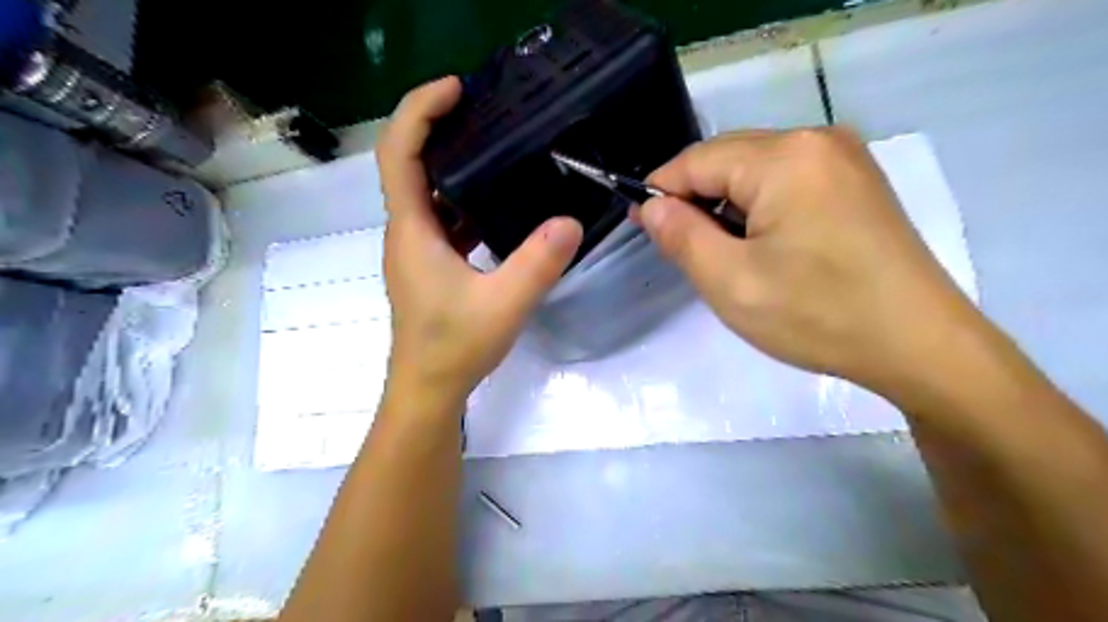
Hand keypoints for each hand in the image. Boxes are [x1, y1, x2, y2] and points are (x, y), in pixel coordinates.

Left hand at [380, 78, 581, 406]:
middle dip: (440, 128)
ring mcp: (418, 249)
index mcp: (413, 230)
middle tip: (485, 110)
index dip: (419, 111)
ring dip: (454, 165)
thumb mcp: (504, 304)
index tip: (456, 89)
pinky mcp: (431, 265)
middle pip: (410, 164)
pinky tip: (498, 203)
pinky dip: (464, 200)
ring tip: (497, 147)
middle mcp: (408, 232)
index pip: (398, 153)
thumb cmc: (455, 347)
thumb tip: (572, 220)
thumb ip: (538, 262)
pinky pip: (444, 219)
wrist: (429, 389)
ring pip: (429, 193)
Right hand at [637, 128, 981, 396]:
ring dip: (727, 205)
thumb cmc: (818, 315)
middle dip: (694, 198)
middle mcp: (816, 140)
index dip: (660, 191)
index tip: (640, 226)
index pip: (696, 160)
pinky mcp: (856, 182)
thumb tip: (651, 206)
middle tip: (679, 247)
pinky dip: (759, 207)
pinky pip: (786, 181)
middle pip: (727, 158)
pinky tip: (760, 244)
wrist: (920, 346)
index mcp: (784, 157)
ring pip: (755, 170)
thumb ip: (681, 236)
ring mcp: (843, 158)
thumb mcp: (731, 282)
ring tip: (720, 252)